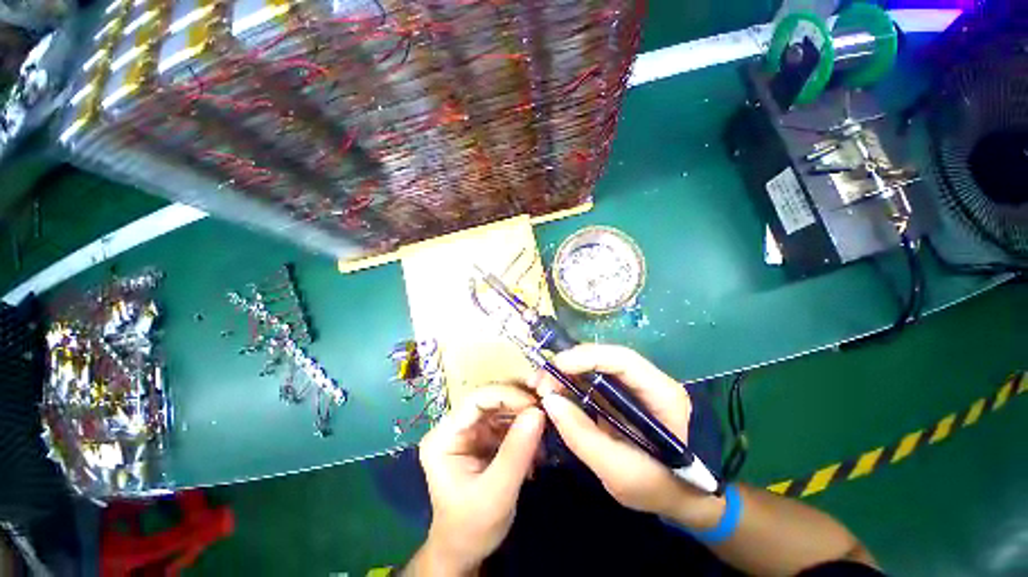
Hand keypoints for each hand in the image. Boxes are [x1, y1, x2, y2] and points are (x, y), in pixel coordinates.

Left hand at [412, 385, 544, 574]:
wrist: (466, 550)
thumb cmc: (473, 526)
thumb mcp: (497, 493)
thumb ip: (517, 452)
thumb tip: (538, 412)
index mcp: (444, 437)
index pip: (475, 400)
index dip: (506, 395)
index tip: (535, 405)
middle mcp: (454, 427)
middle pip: (489, 399)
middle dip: (519, 404)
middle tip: (545, 413)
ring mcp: (469, 431)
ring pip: (500, 408)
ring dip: (524, 417)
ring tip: (544, 434)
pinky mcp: (483, 437)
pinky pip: (506, 422)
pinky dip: (524, 429)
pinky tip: (537, 446)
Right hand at [534, 344, 723, 525]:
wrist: (685, 497)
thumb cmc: (661, 487)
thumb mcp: (619, 472)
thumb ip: (583, 436)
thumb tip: (549, 401)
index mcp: (661, 393)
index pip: (621, 360)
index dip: (586, 357)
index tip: (554, 368)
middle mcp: (648, 380)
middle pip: (604, 358)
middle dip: (569, 364)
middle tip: (540, 381)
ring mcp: (633, 386)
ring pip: (595, 366)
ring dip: (566, 372)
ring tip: (542, 386)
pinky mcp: (621, 395)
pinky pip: (593, 380)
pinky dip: (571, 383)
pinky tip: (555, 392)